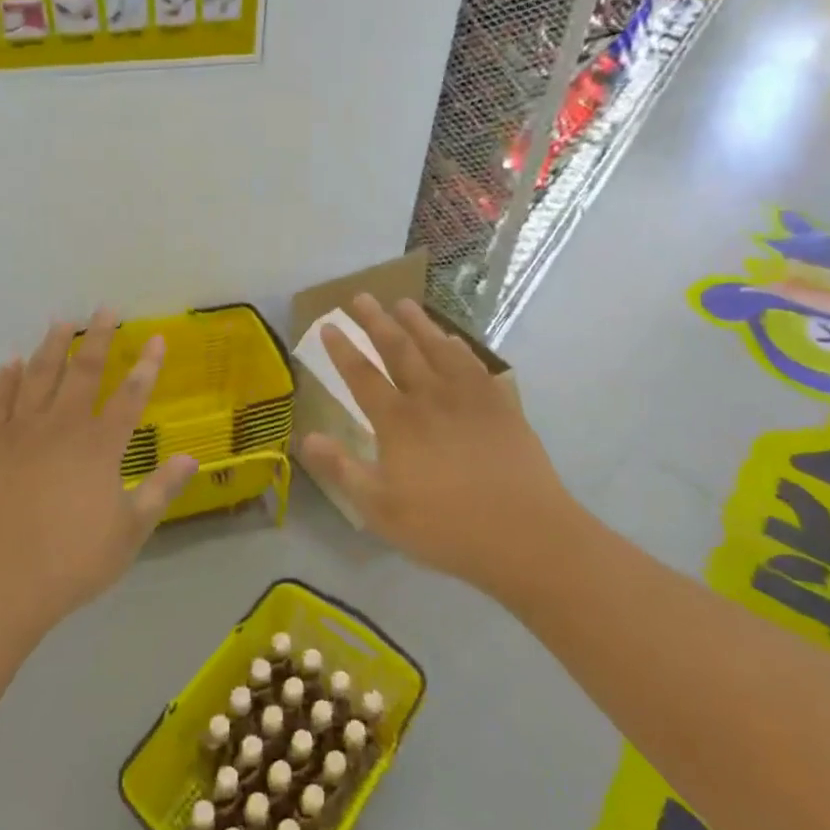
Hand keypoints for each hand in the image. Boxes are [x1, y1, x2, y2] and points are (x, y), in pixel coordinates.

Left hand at [0, 311, 196, 634]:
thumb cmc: (69, 563)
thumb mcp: (128, 533)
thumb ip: (160, 491)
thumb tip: (191, 458)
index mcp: (99, 447)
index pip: (130, 397)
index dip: (147, 367)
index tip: (157, 339)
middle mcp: (61, 427)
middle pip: (83, 373)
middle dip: (99, 338)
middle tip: (106, 308)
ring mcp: (18, 433)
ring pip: (38, 377)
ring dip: (52, 347)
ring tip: (61, 321)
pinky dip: (5, 379)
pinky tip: (11, 362)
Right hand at [300, 295, 576, 598]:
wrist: (524, 533)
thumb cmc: (445, 526)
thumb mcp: (379, 508)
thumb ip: (341, 469)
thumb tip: (304, 437)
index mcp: (398, 421)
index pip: (362, 376)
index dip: (343, 350)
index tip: (329, 325)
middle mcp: (431, 398)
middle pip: (399, 349)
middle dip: (376, 321)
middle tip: (361, 296)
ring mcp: (469, 398)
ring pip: (438, 349)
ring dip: (419, 324)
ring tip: (404, 303)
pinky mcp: (501, 406)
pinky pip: (476, 365)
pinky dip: (461, 348)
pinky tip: (455, 341)